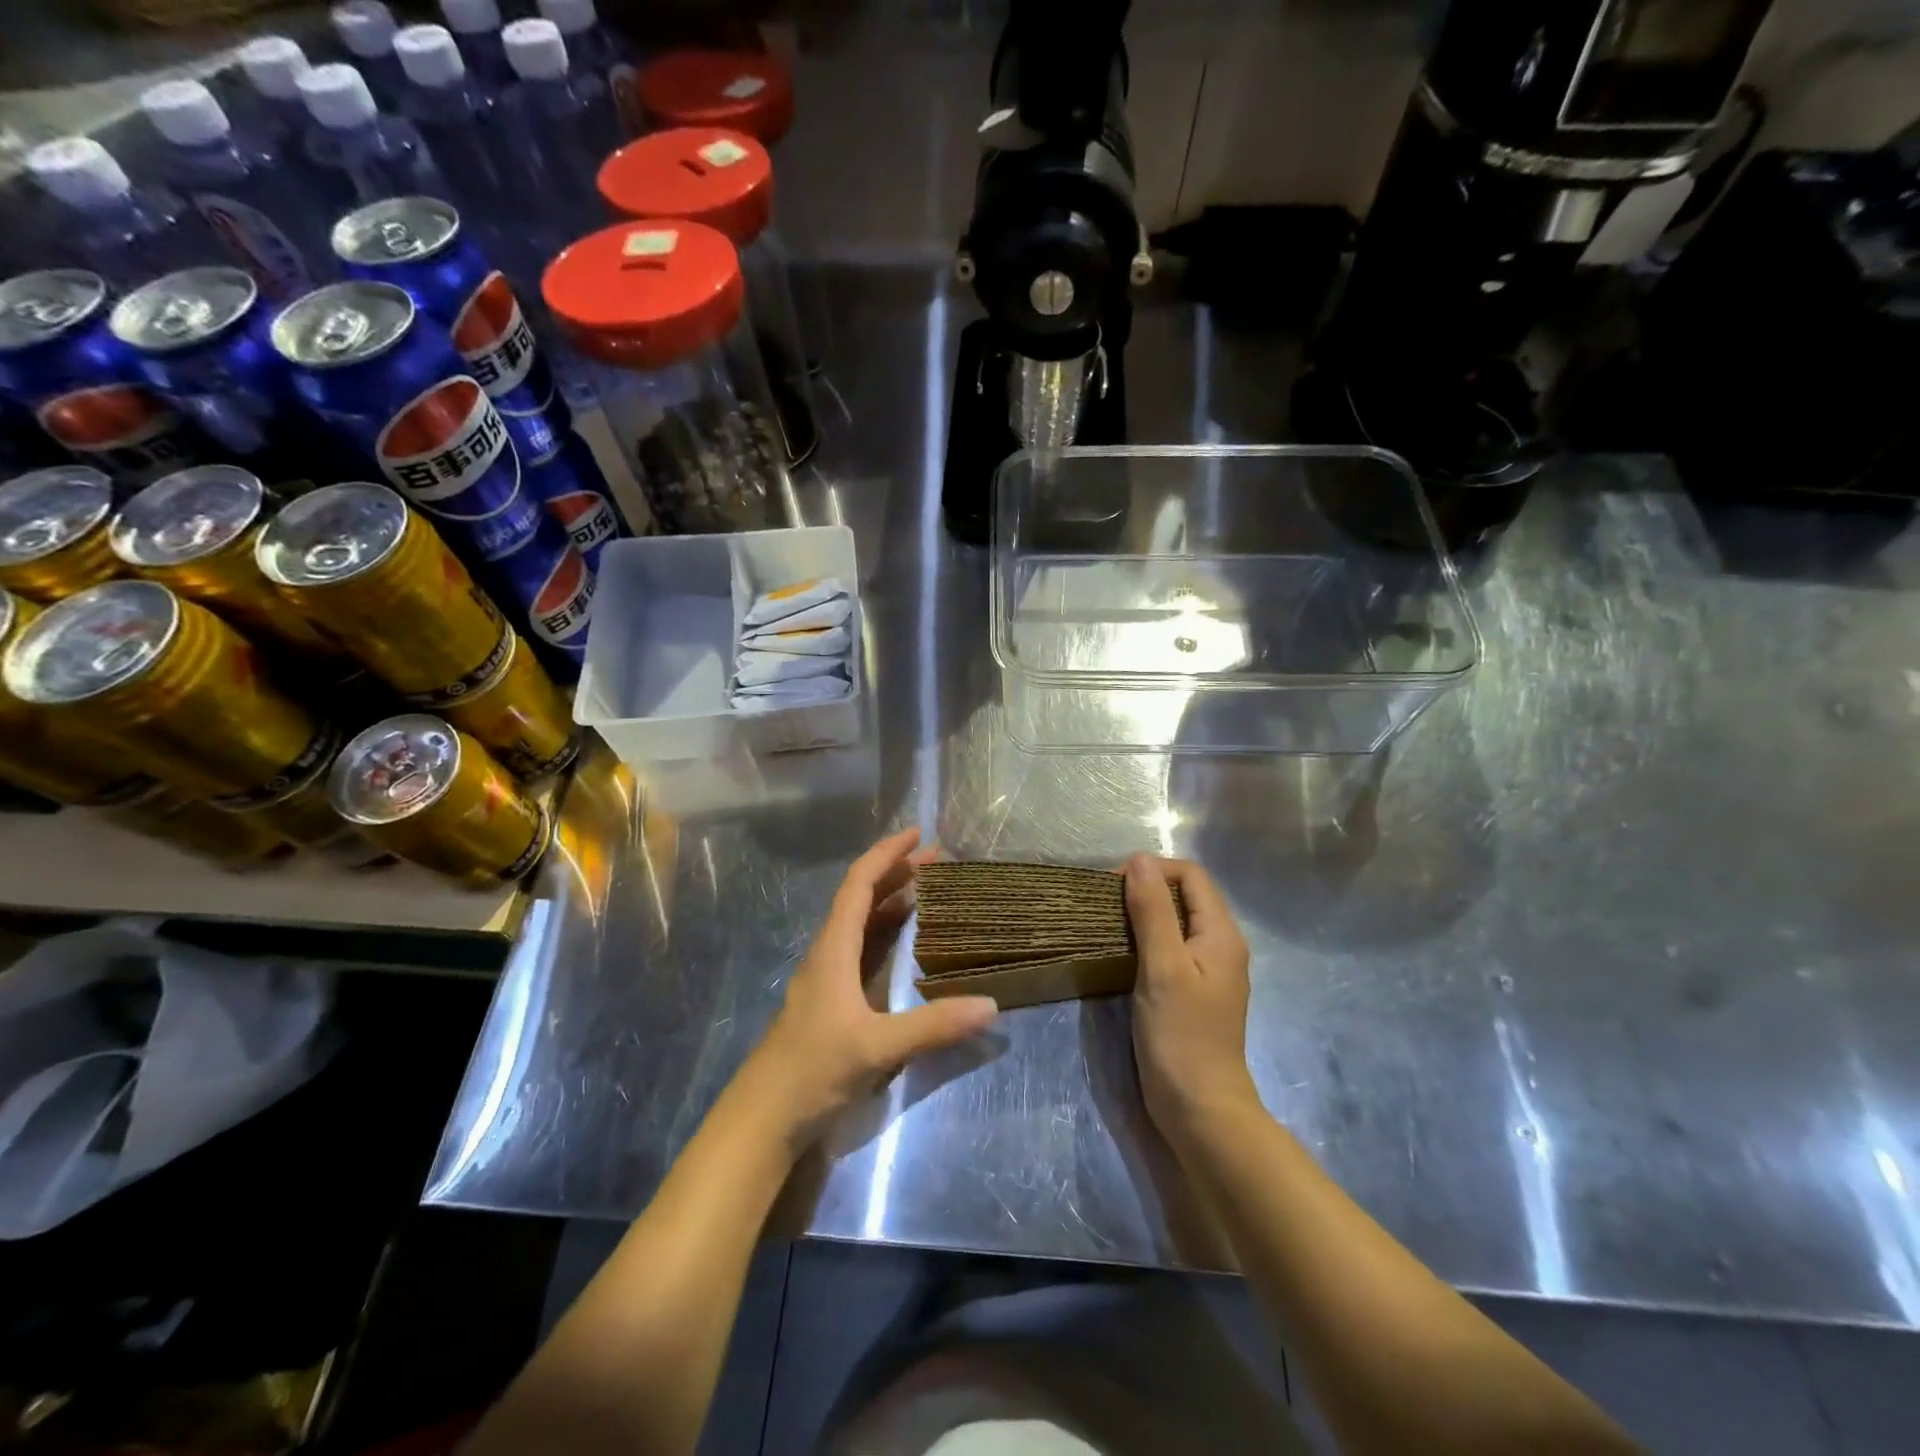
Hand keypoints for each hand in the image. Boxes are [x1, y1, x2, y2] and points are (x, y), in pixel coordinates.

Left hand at [744, 829, 998, 1149]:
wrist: (765, 1116)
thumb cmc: (813, 1070)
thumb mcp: (877, 1047)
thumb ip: (933, 1026)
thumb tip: (991, 1005)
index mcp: (833, 948)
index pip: (859, 883)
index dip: (886, 854)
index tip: (918, 835)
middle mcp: (829, 952)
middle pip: (862, 896)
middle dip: (897, 871)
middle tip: (937, 859)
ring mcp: (828, 976)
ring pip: (860, 922)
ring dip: (891, 899)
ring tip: (929, 889)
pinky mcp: (832, 999)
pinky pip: (862, 948)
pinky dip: (886, 931)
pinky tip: (907, 942)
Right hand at [1125, 854, 1258, 1137]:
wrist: (1200, 1110)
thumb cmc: (1181, 1036)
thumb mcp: (1163, 967)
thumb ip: (1152, 911)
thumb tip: (1139, 859)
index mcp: (1221, 934)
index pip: (1190, 875)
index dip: (1152, 870)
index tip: (1113, 887)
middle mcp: (1221, 946)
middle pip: (1185, 896)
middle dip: (1146, 889)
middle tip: (1105, 905)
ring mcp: (1208, 971)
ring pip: (1176, 922)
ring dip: (1143, 915)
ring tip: (1107, 924)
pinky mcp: (1193, 992)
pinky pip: (1171, 948)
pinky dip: (1146, 941)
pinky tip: (1122, 954)